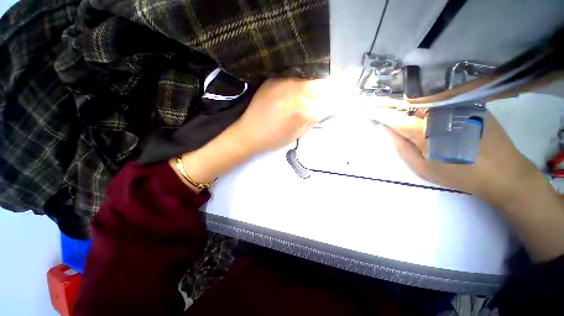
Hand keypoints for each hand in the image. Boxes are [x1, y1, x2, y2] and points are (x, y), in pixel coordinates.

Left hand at [172, 78, 323, 190]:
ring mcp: (285, 82)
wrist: (250, 132)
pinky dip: (298, 80)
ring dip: (310, 84)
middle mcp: (297, 92)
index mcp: (304, 110)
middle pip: (321, 83)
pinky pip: (294, 74)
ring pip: (308, 76)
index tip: (326, 103)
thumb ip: (313, 119)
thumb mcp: (298, 133)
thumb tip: (324, 108)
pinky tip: (293, 89)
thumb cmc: (275, 138)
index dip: (329, 102)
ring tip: (304, 94)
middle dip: (321, 91)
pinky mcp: (274, 78)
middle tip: (316, 98)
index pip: (328, 100)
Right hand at [375, 109, 537, 202]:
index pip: (395, 119)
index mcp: (427, 133)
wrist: (504, 173)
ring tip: (396, 103)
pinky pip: (442, 98)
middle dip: (391, 103)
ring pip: (425, 99)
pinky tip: (422, 104)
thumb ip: (401, 147)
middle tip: (378, 103)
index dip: (380, 113)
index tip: (368, 110)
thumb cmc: (459, 174)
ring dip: (407, 101)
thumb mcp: (422, 168)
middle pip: (409, 104)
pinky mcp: (470, 104)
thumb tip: (388, 130)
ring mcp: (459, 106)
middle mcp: (442, 114)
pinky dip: (426, 100)